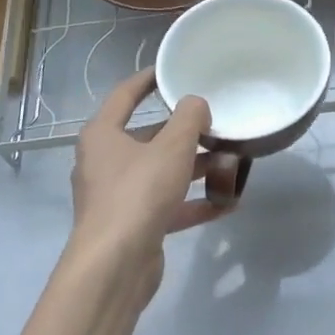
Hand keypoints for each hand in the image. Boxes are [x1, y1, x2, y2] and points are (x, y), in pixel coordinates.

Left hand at [68, 69, 224, 299]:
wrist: (115, 265)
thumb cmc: (138, 193)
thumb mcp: (171, 148)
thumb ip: (189, 119)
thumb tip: (196, 104)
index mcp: (103, 135)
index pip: (125, 95)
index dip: (148, 79)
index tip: (172, 70)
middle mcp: (105, 162)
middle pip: (148, 137)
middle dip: (184, 133)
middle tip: (217, 124)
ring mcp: (118, 196)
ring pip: (161, 172)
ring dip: (195, 168)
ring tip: (231, 163)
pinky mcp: (133, 224)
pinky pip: (167, 205)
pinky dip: (193, 202)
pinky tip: (226, 203)